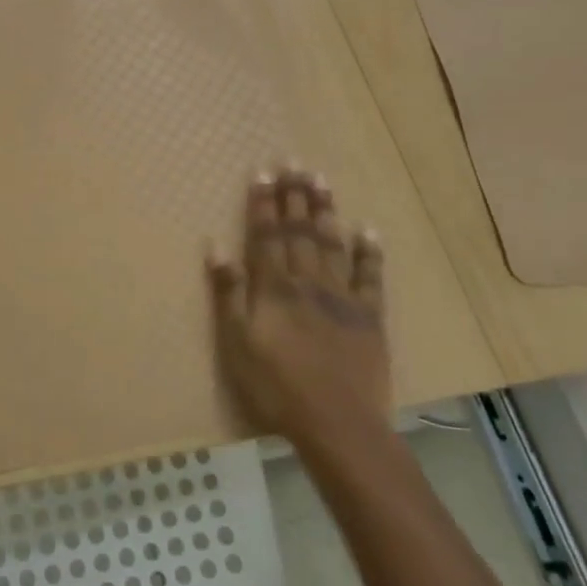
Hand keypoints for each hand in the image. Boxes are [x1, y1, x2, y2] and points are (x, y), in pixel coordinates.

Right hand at [205, 169, 389, 458]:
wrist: (337, 423)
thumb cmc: (276, 385)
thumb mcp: (236, 342)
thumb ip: (229, 292)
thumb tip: (216, 246)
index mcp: (274, 287)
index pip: (266, 235)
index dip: (263, 203)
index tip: (263, 172)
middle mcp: (308, 281)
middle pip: (299, 231)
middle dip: (294, 196)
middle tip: (294, 162)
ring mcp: (342, 297)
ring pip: (331, 244)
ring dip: (325, 211)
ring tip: (322, 180)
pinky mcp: (369, 316)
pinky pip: (370, 277)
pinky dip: (368, 252)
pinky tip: (367, 229)